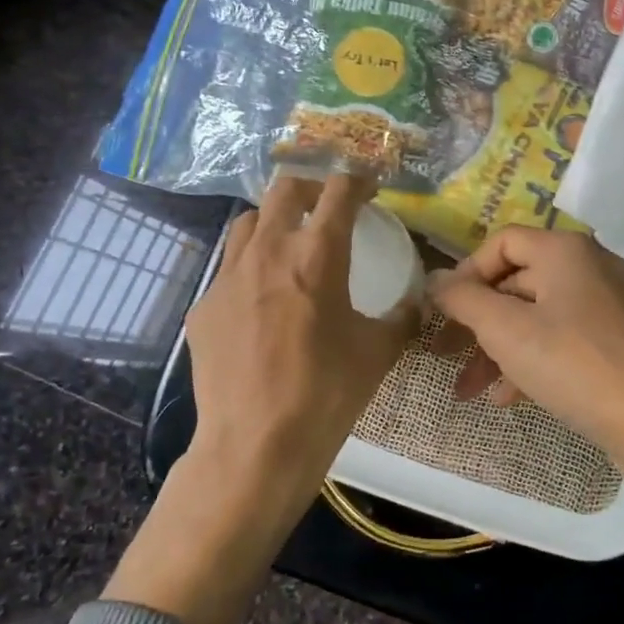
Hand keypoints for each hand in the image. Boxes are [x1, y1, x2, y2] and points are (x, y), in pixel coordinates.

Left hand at [105, 172, 416, 623]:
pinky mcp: (203, 307)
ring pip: (248, 222)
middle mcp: (268, 252)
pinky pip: (228, 269)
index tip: (370, 183)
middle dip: (312, 186)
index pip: (339, 192)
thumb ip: (403, 317)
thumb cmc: (327, 394)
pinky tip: (262, 302)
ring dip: (274, 220)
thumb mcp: (378, 353)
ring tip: (291, 243)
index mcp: (317, 256)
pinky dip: (250, 267)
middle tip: (330, 204)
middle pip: (285, 189)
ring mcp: (227, 278)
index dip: (358, 178)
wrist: (256, 445)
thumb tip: (419, 301)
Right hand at [427, 227, 623, 507]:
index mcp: (565, 251)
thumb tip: (435, 280)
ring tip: (470, 389)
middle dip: (477, 322)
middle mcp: (589, 268)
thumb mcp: (506, 331)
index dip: (466, 273)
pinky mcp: (618, 341)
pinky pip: (563, 341)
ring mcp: (608, 305)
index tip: (445, 312)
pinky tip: (508, 397)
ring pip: (538, 317)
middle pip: (517, 283)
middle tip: (446, 354)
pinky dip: (532, 362)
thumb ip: (464, 300)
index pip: (501, 243)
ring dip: (499, 350)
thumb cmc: (575, 364)